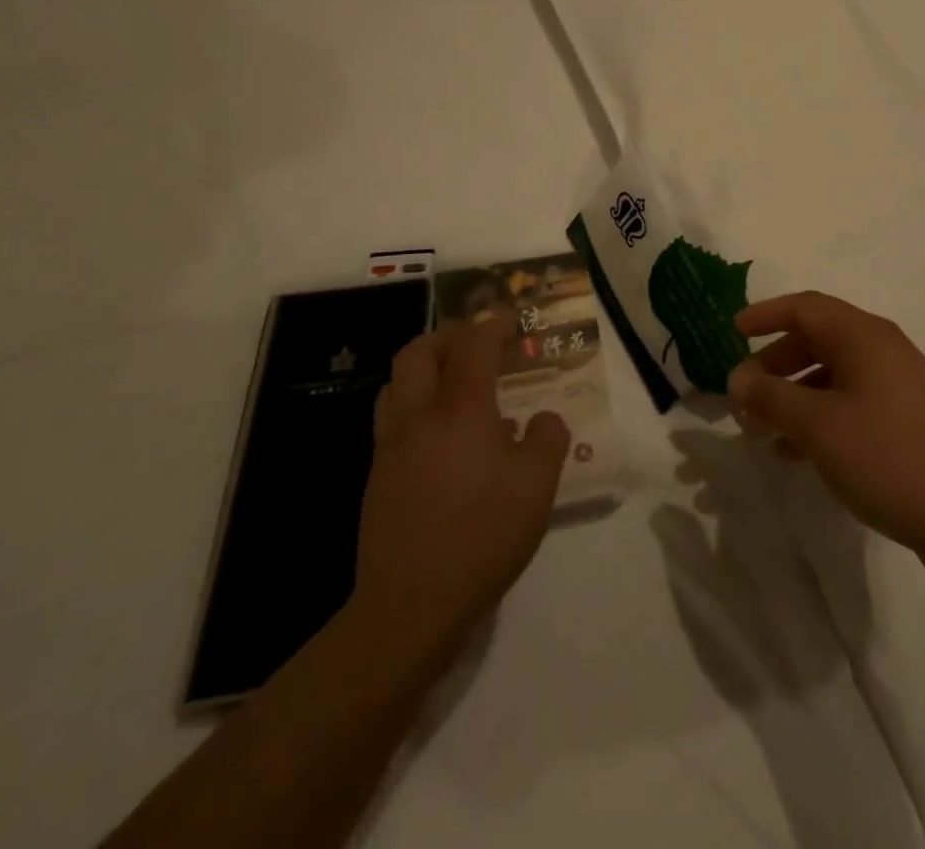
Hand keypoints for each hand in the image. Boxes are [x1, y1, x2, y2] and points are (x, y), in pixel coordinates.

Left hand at [350, 317, 570, 660]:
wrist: (411, 604)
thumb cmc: (482, 535)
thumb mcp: (537, 486)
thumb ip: (547, 440)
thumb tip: (543, 420)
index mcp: (460, 410)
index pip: (472, 345)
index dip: (491, 324)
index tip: (510, 319)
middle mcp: (419, 417)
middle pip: (418, 353)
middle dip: (447, 336)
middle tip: (475, 344)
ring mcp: (391, 448)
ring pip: (395, 384)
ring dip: (423, 369)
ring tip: (453, 384)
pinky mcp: (377, 479)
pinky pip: (392, 421)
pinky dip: (415, 407)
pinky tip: (441, 437)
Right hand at [728, 292, 924, 587]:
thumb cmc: (886, 456)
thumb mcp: (817, 425)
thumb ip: (771, 396)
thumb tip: (739, 378)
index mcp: (864, 337)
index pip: (806, 307)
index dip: (766, 315)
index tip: (733, 331)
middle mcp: (882, 351)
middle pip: (816, 341)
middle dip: (774, 365)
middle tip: (743, 396)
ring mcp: (896, 387)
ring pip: (830, 376)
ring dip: (791, 397)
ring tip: (759, 430)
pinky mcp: (903, 421)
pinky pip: (848, 404)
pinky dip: (817, 418)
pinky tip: (793, 453)